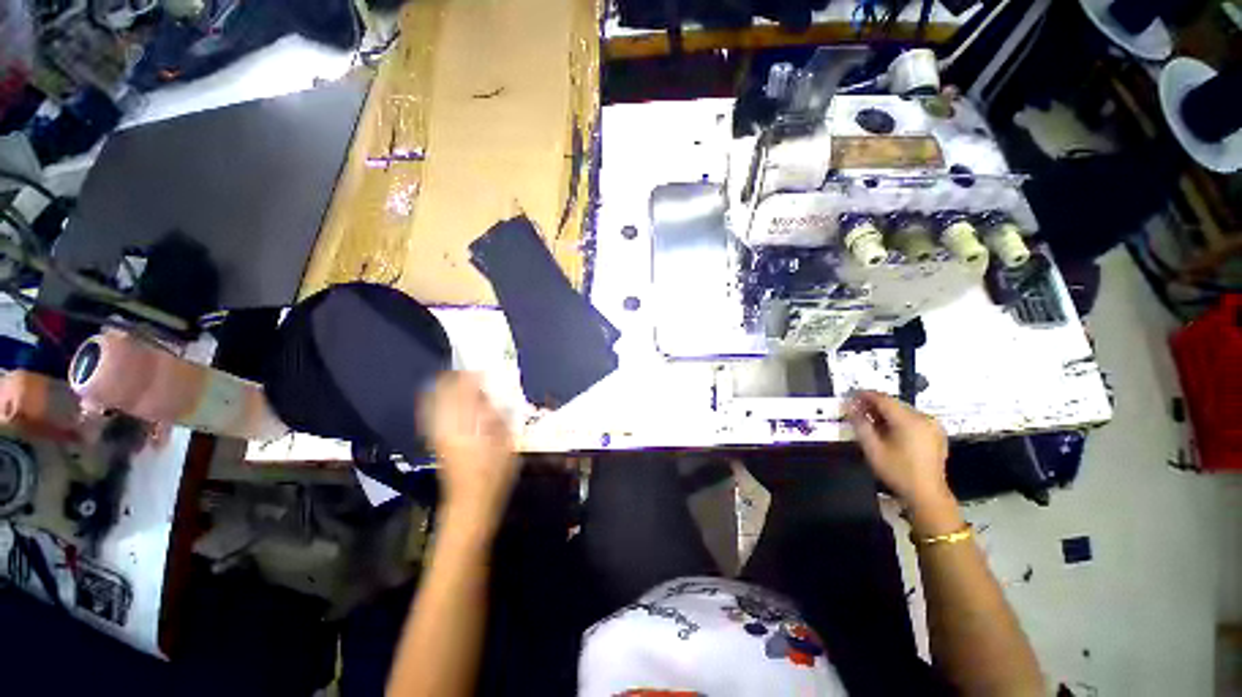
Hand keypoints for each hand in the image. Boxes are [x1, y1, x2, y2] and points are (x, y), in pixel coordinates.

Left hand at [418, 372, 519, 526]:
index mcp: (467, 426)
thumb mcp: (506, 445)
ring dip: (444, 389)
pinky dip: (437, 403)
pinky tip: (444, 400)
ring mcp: (438, 435)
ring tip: (457, 381)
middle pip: (443, 394)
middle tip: (468, 371)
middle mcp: (447, 427)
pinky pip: (431, 415)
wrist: (469, 505)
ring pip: (434, 402)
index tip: (481, 368)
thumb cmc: (494, 476)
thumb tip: (492, 399)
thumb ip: (499, 419)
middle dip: (454, 379)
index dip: (471, 377)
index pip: (464, 392)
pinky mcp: (436, 442)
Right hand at [846, 391, 957, 531]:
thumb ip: (860, 424)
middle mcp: (923, 418)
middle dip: (874, 404)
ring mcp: (932, 425)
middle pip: (893, 403)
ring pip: (902, 410)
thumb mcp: (872, 448)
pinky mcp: (935, 432)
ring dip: (885, 412)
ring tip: (870, 420)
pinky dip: (898, 420)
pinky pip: (912, 418)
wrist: (926, 494)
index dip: (864, 395)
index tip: (849, 396)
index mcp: (909, 420)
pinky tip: (888, 429)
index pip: (883, 399)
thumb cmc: (897, 472)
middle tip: (856, 410)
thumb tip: (850, 406)